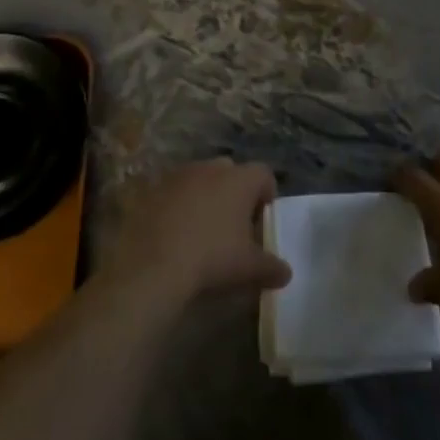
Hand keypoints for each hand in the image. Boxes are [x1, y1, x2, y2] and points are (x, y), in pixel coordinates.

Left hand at [99, 158, 290, 308]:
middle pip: (231, 172)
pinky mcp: (154, 187)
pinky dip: (179, 205)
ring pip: (201, 179)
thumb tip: (285, 272)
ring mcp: (180, 174)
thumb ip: (272, 267)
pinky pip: (174, 191)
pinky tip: (175, 232)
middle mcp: (211, 167)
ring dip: (205, 197)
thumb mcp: (249, 268)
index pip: (264, 174)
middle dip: (235, 193)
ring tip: (202, 230)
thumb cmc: (212, 258)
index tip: (262, 220)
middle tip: (233, 225)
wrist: (153, 264)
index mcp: (239, 179)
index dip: (267, 195)